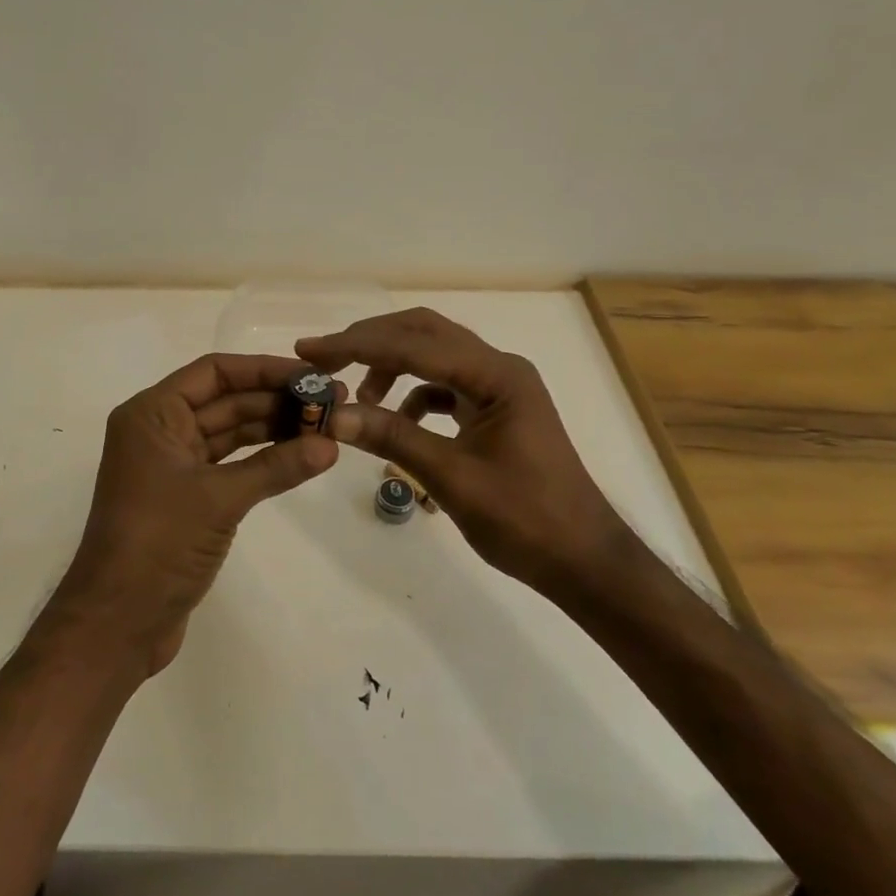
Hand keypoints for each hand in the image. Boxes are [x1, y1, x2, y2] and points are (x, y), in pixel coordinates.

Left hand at [55, 354, 339, 675]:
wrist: (117, 624)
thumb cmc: (158, 544)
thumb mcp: (219, 498)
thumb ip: (276, 467)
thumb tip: (331, 445)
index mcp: (152, 414)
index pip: (214, 372)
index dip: (264, 370)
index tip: (311, 375)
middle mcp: (159, 430)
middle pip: (225, 400)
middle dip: (276, 400)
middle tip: (332, 402)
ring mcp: (172, 465)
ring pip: (229, 432)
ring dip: (274, 429)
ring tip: (326, 427)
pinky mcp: (185, 497)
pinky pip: (229, 464)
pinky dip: (262, 460)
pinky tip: (300, 457)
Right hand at [296, 308, 636, 598]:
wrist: (584, 561)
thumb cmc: (526, 521)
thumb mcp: (452, 478)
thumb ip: (393, 438)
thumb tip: (334, 416)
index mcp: (497, 375)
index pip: (415, 344)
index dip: (358, 345)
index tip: (311, 351)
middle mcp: (499, 368)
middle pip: (424, 333)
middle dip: (371, 342)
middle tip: (325, 360)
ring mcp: (499, 387)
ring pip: (433, 356)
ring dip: (390, 367)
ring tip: (357, 398)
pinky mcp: (494, 409)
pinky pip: (444, 385)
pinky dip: (412, 395)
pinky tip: (395, 422)